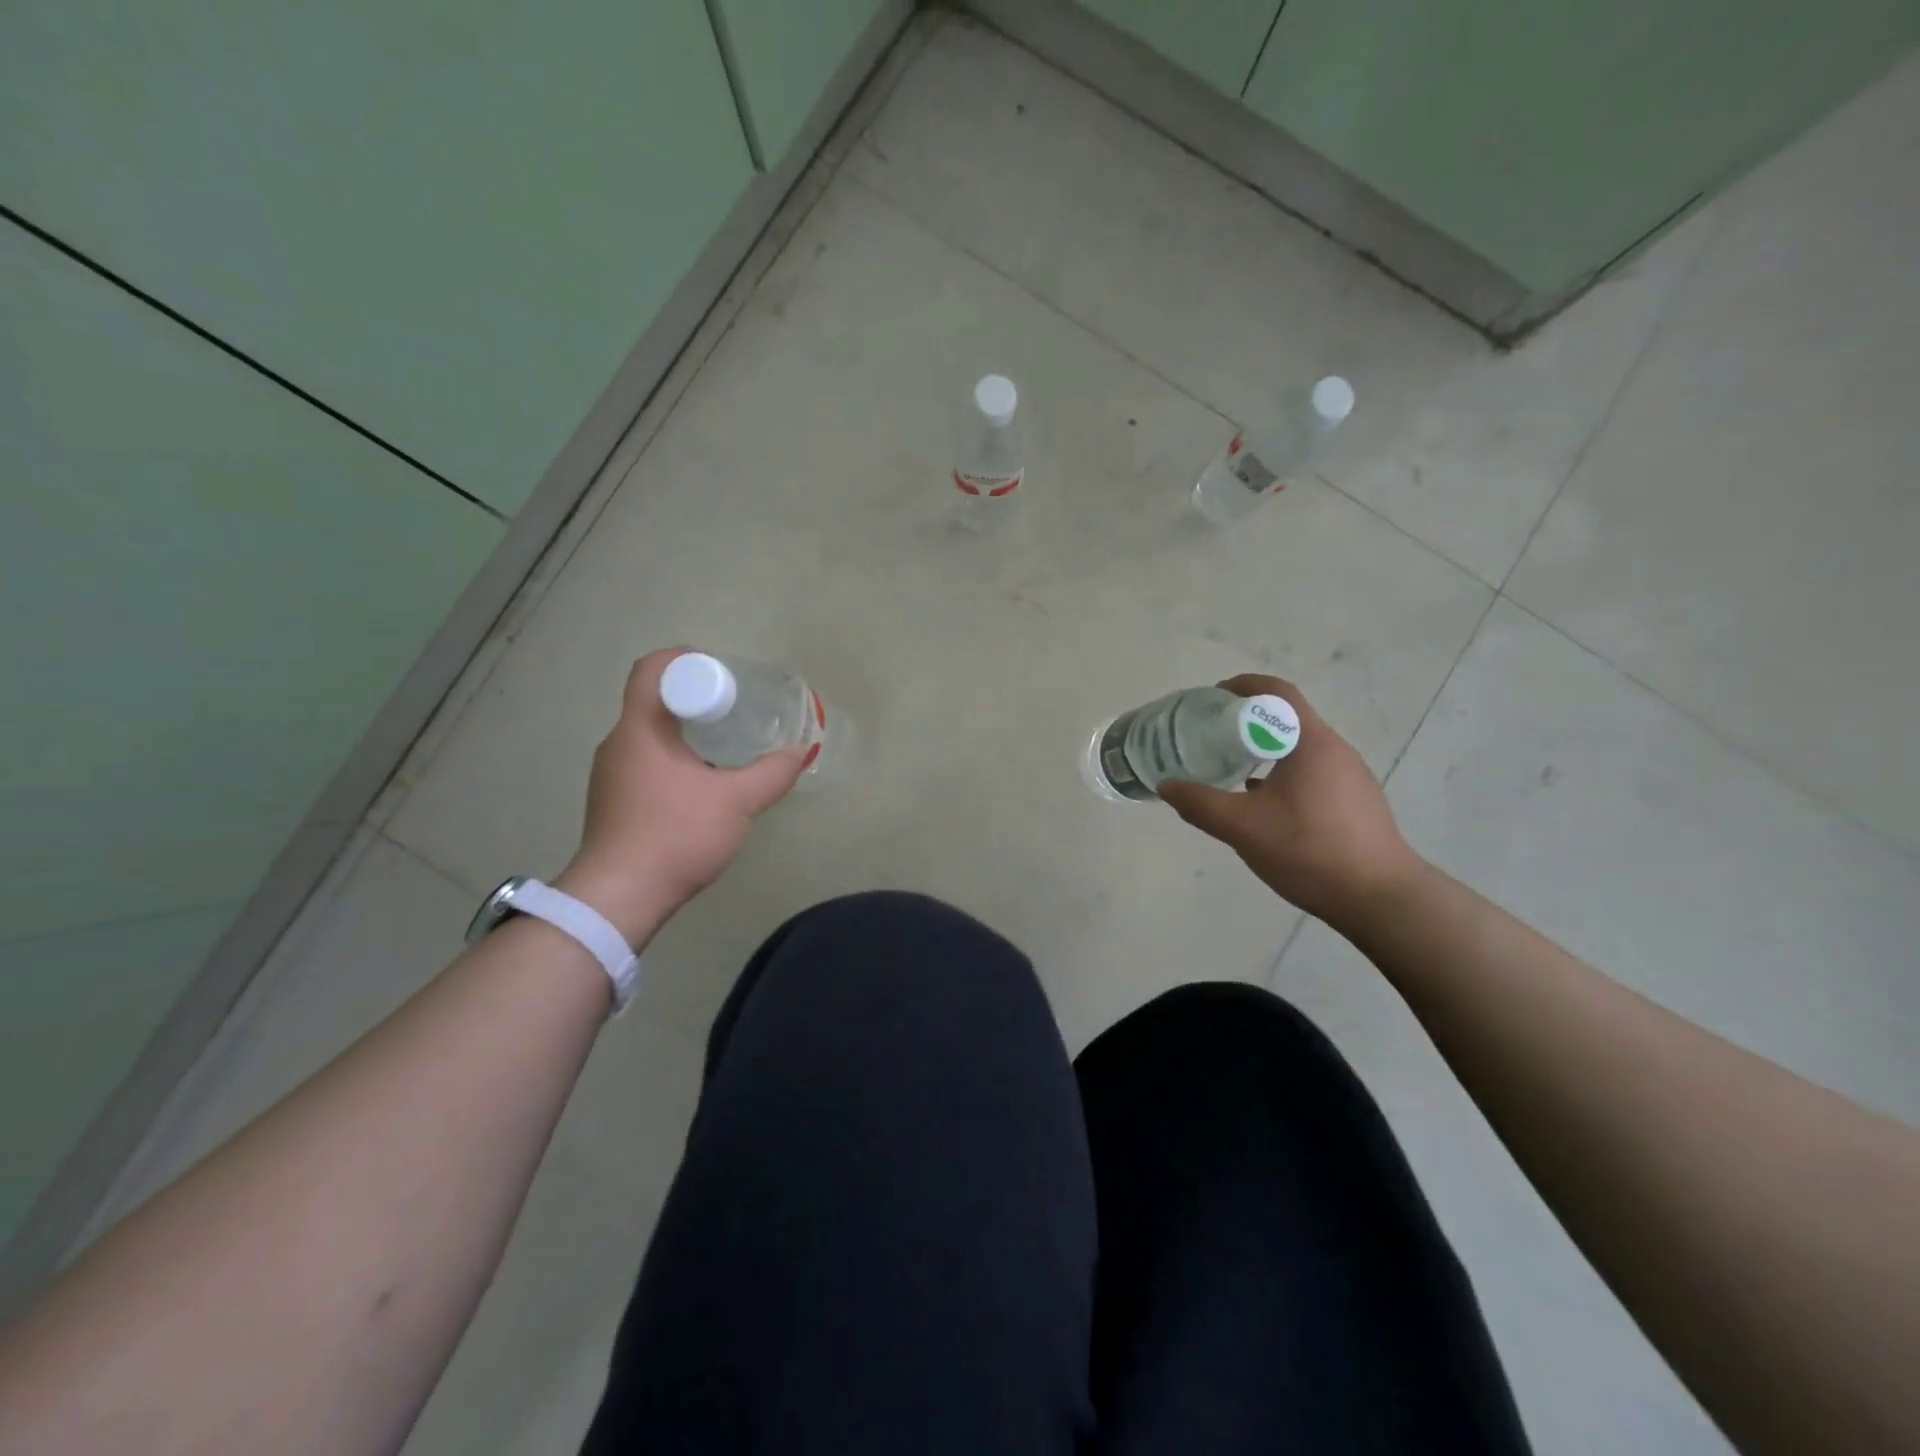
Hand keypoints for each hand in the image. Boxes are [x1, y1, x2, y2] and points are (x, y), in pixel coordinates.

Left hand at [553, 649, 805, 943]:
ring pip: (650, 734)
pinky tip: (702, 784)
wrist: (620, 897)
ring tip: (726, 745)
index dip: (685, 659)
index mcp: (640, 729)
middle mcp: (618, 743)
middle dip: (696, 697)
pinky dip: (674, 758)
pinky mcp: (612, 800)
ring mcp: (610, 774)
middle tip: (736, 709)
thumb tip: (801, 751)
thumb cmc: (676, 835)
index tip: (722, 673)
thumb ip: (772, 773)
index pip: (652, 669)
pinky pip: (645, 761)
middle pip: (654, 700)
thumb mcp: (736, 802)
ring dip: (686, 731)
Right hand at [1157, 674, 1426, 931]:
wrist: (1381, 899)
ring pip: (1300, 749)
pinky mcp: (1356, 803)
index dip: (1244, 685)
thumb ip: (1200, 803)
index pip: (1278, 692)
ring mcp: (1351, 777)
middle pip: (1288, 719)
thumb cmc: (1309, 850)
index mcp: (1311, 743)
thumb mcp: (1243, 827)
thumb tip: (1167, 786)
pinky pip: (1313, 773)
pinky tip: (1264, 804)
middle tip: (1213, 735)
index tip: (1213, 695)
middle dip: (1249, 720)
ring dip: (1266, 749)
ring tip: (1233, 768)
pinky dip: (1283, 774)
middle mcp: (1335, 750)